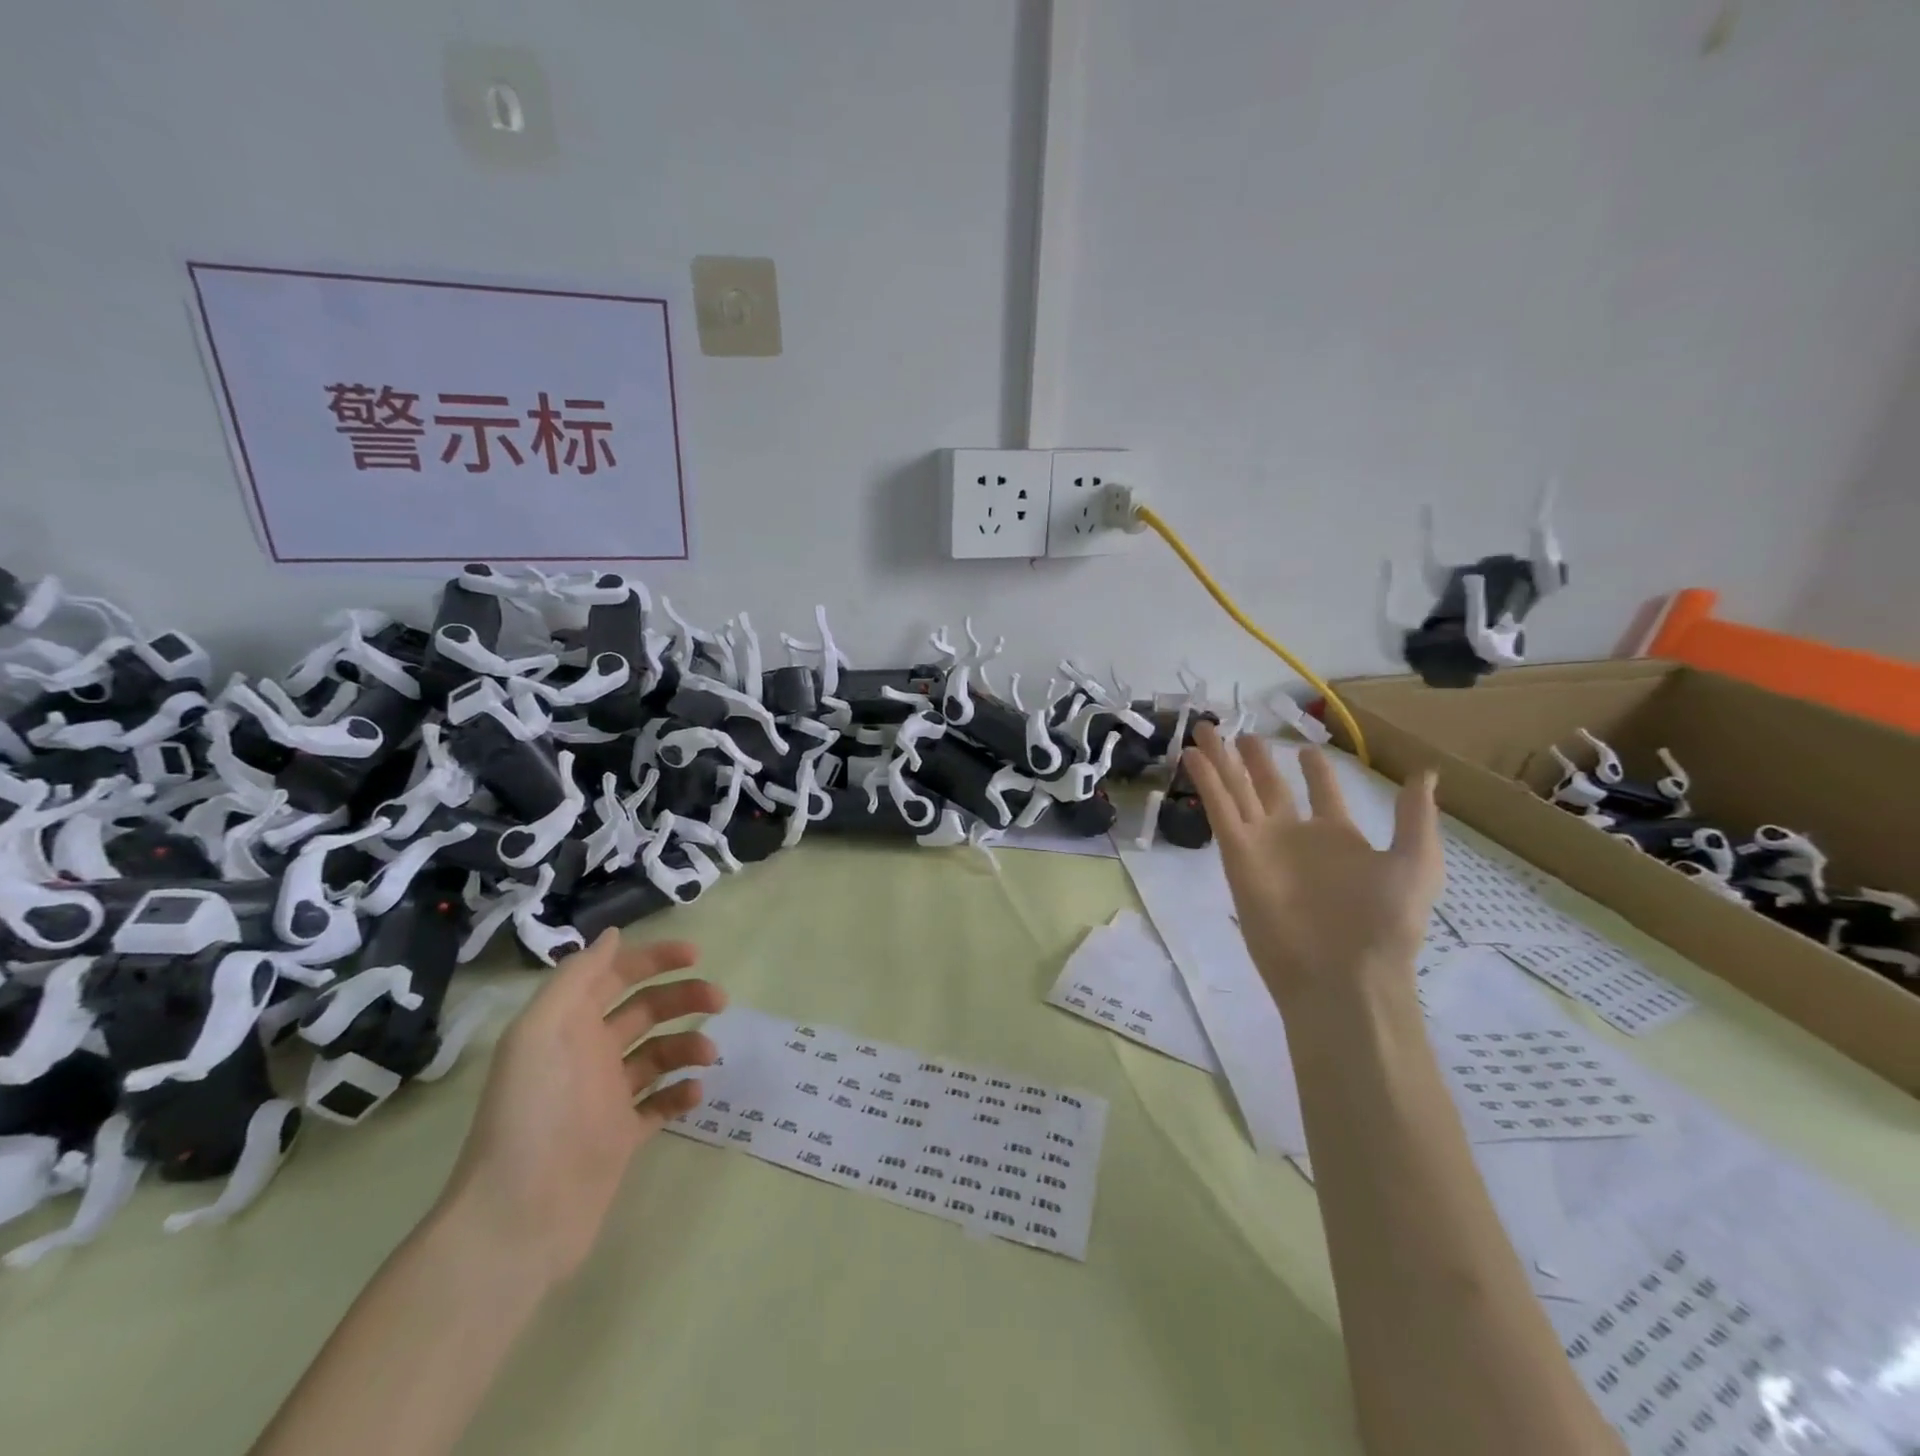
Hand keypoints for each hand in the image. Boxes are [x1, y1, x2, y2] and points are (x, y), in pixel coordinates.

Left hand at [439, 930, 725, 1284]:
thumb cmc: (533, 1113)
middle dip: (683, 997)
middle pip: (644, 1010)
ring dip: (687, 1044)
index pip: (615, 976)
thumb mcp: (542, 1032)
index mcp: (566, 1026)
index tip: (696, 956)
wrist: (518, 1219)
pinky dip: (680, 1092)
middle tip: (720, 1000)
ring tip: (708, 1056)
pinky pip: (660, 1103)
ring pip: (658, 1054)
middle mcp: (586, 1055)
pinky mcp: (620, 1137)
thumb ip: (577, 978)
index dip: (653, 959)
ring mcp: (604, 1098)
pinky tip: (695, 1093)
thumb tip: (613, 936)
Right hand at [1183, 725, 1442, 1008]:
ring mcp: (1262, 844)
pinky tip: (1194, 755)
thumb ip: (1414, 816)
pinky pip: (1220, 809)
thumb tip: (1425, 772)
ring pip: (1236, 790)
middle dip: (1254, 759)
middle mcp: (1295, 836)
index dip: (1314, 771)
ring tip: (1204, 728)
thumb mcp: (1415, 862)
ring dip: (1220, 760)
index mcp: (1338, 838)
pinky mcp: (1237, 854)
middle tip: (1239, 732)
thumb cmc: (1385, 920)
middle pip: (1267, 786)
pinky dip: (1206, 781)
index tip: (1304, 748)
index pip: (1321, 794)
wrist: (1342, 973)